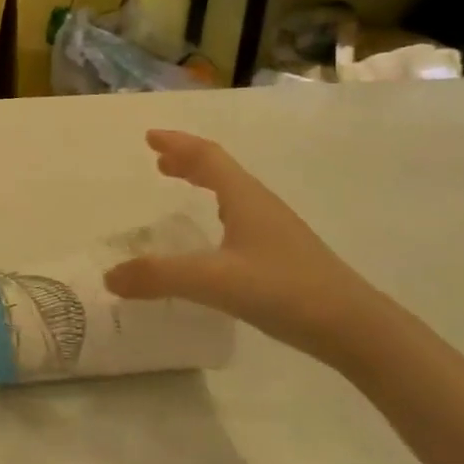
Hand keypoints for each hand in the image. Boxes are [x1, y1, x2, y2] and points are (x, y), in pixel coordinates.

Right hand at [103, 130, 390, 364]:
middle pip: (220, 170)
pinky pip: (242, 216)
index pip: (207, 156)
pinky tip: (216, 237)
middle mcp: (260, 205)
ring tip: (181, 187)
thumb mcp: (213, 281)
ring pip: (233, 192)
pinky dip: (218, 209)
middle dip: (187, 161)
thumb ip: (159, 276)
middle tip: (159, 162)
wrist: (354, 326)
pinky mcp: (284, 254)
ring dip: (204, 182)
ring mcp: (276, 229)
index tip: (150, 137)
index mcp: (244, 197)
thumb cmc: (283, 289)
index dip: (177, 143)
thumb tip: (110, 276)